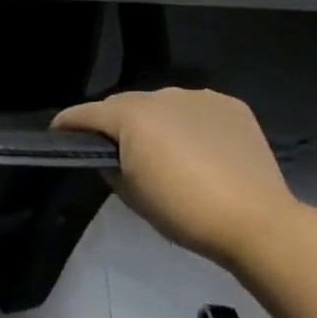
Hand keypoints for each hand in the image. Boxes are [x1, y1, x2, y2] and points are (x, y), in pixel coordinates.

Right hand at [52, 88, 296, 263]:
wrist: (257, 223)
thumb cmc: (183, 212)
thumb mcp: (130, 194)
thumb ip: (109, 165)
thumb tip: (110, 155)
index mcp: (129, 115)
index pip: (85, 113)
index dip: (68, 124)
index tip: (59, 133)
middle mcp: (160, 95)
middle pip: (124, 105)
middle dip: (115, 123)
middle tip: (119, 152)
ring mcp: (198, 97)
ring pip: (162, 105)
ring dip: (156, 121)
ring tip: (166, 150)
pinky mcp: (230, 106)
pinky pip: (196, 109)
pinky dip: (191, 123)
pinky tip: (202, 148)